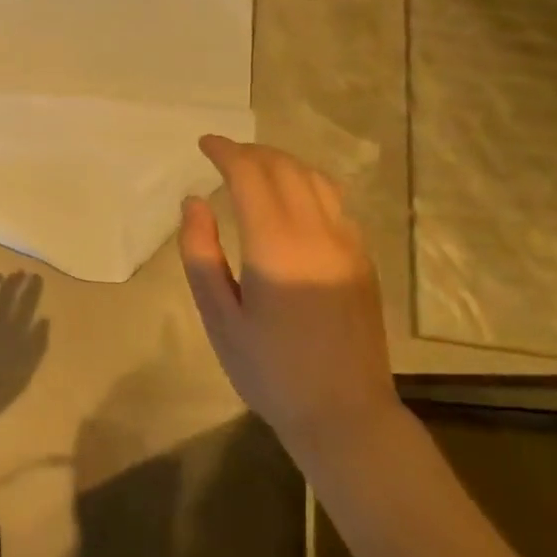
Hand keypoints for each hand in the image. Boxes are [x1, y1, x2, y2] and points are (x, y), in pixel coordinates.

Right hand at [179, 136, 400, 460]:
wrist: (344, 413)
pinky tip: (291, 198)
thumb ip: (200, 253)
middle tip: (223, 153)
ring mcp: (347, 244)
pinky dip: (307, 184)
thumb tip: (194, 201)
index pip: (251, 176)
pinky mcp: (362, 259)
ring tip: (254, 167)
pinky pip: (335, 202)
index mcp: (276, 247)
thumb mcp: (219, 317)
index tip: (204, 143)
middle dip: (252, 152)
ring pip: (316, 179)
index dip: (226, 152)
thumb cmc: (268, 370)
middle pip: (285, 168)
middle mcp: (317, 233)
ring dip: (282, 163)